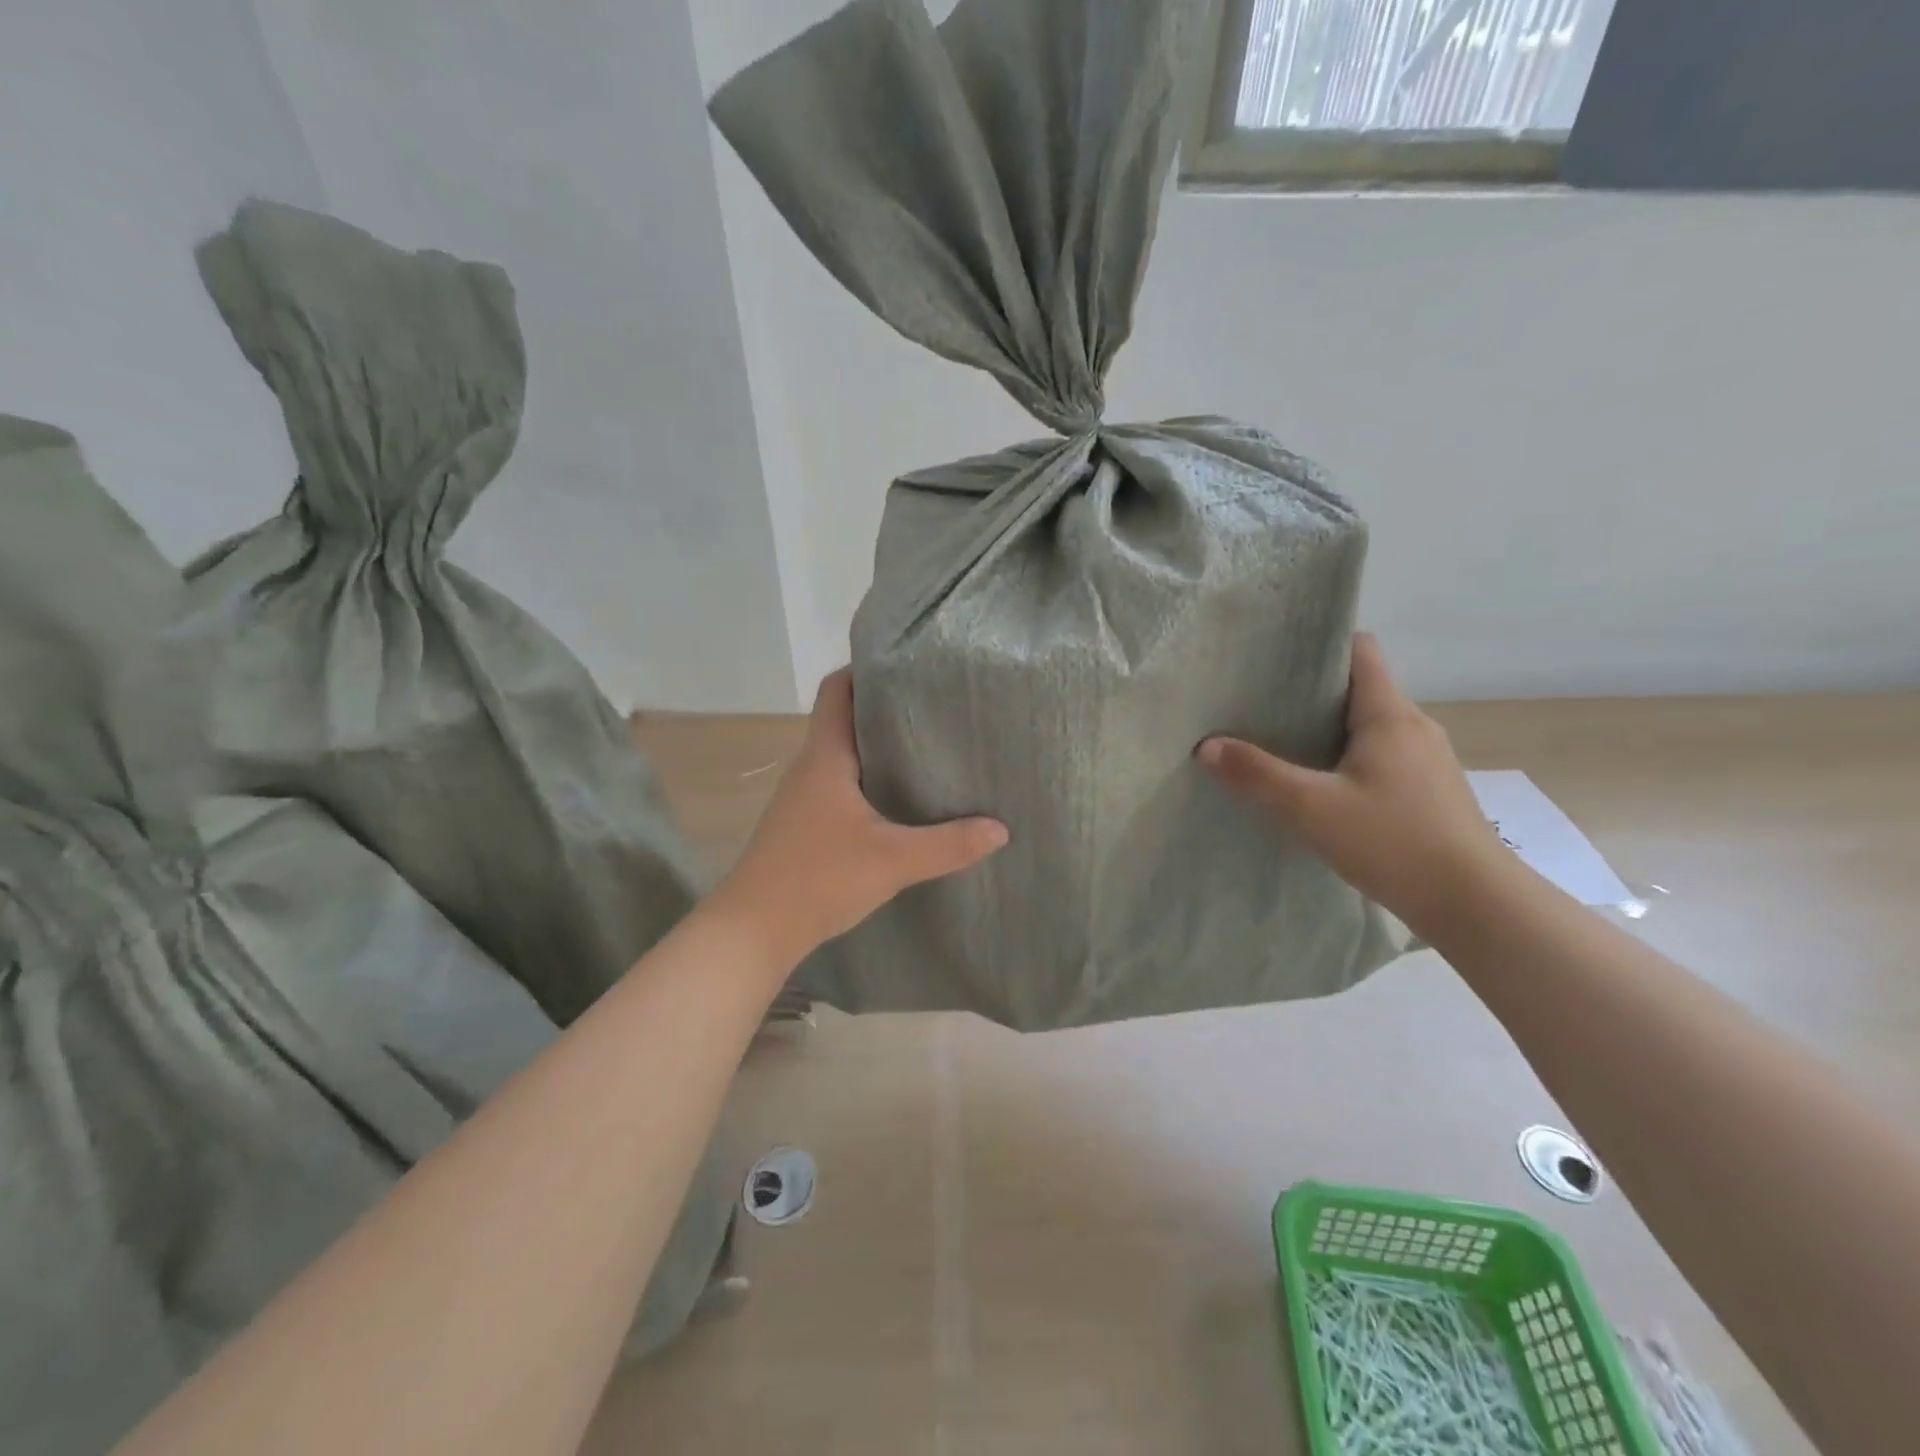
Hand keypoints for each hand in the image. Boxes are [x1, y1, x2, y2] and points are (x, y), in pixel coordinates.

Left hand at [710, 669, 1008, 966]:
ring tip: (923, 748)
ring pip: (841, 755)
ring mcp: (801, 797)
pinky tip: (895, 801)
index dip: (864, 669)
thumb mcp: (893, 861)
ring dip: (875, 747)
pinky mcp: (802, 824)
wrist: (753, 930)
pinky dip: (865, 780)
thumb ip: (949, 845)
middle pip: (842, 719)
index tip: (906, 666)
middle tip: (933, 707)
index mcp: (825, 757)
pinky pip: (837, 784)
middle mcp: (809, 768)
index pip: (836, 690)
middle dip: (883, 708)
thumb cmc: (818, 879)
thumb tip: (1000, 829)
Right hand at [1197, 633, 1505, 934]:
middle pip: (1358, 689)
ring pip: (1368, 727)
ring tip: (1279, 744)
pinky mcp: (1427, 791)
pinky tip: (1318, 787)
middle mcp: (1413, 727)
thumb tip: (1205, 746)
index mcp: (1389, 714)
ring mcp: (1425, 761)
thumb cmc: (1393, 841)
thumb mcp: (1311, 808)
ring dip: (1326, 730)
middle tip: (1258, 704)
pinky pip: (1379, 757)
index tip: (1275, 657)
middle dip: (1310, 692)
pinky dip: (1345, 759)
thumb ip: (1257, 774)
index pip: (1359, 651)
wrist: (1475, 905)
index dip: (1319, 646)